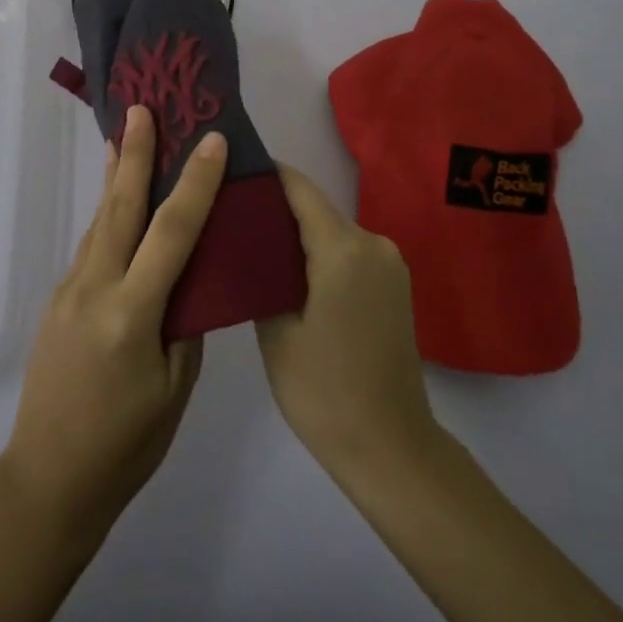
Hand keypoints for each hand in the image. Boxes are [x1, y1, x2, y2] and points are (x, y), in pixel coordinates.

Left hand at [0, 104, 225, 536]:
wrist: (48, 478)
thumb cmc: (125, 444)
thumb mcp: (173, 387)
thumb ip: (183, 323)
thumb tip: (189, 276)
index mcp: (132, 312)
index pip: (172, 232)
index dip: (195, 183)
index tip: (211, 141)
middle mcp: (95, 287)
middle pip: (120, 206)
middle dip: (135, 152)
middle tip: (143, 107)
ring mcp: (70, 290)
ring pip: (101, 220)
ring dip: (116, 175)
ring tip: (127, 135)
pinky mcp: (59, 300)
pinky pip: (91, 244)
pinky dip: (108, 212)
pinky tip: (116, 201)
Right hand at [256, 164, 439, 476]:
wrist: (390, 449)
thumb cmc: (324, 391)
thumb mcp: (276, 331)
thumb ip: (262, 272)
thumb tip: (246, 238)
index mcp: (344, 248)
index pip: (298, 187)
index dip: (264, 174)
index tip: (228, 172)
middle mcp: (373, 243)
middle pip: (315, 209)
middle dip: (274, 209)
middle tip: (229, 218)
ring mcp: (390, 264)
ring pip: (331, 232)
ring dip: (296, 236)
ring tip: (253, 249)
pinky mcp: (394, 286)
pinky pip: (348, 254)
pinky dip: (319, 256)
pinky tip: (290, 277)